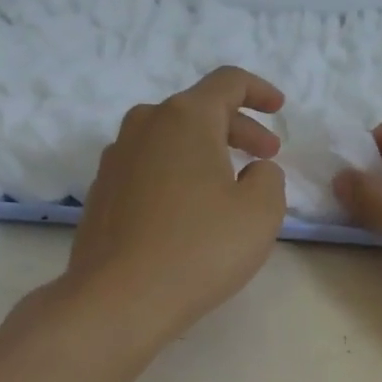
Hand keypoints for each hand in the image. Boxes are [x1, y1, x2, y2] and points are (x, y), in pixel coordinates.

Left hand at [66, 66, 288, 341]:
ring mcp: (116, 158)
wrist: (117, 300)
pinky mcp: (102, 191)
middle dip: (239, 128)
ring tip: (230, 182)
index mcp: (185, 118)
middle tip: (267, 155)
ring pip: (171, 137)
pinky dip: (177, 172)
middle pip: (198, 109)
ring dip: (206, 150)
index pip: (228, 82)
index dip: (259, 91)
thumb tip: (253, 171)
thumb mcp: (261, 211)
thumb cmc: (199, 248)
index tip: (279, 109)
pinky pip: (149, 165)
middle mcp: (144, 125)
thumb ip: (268, 177)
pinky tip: (190, 208)